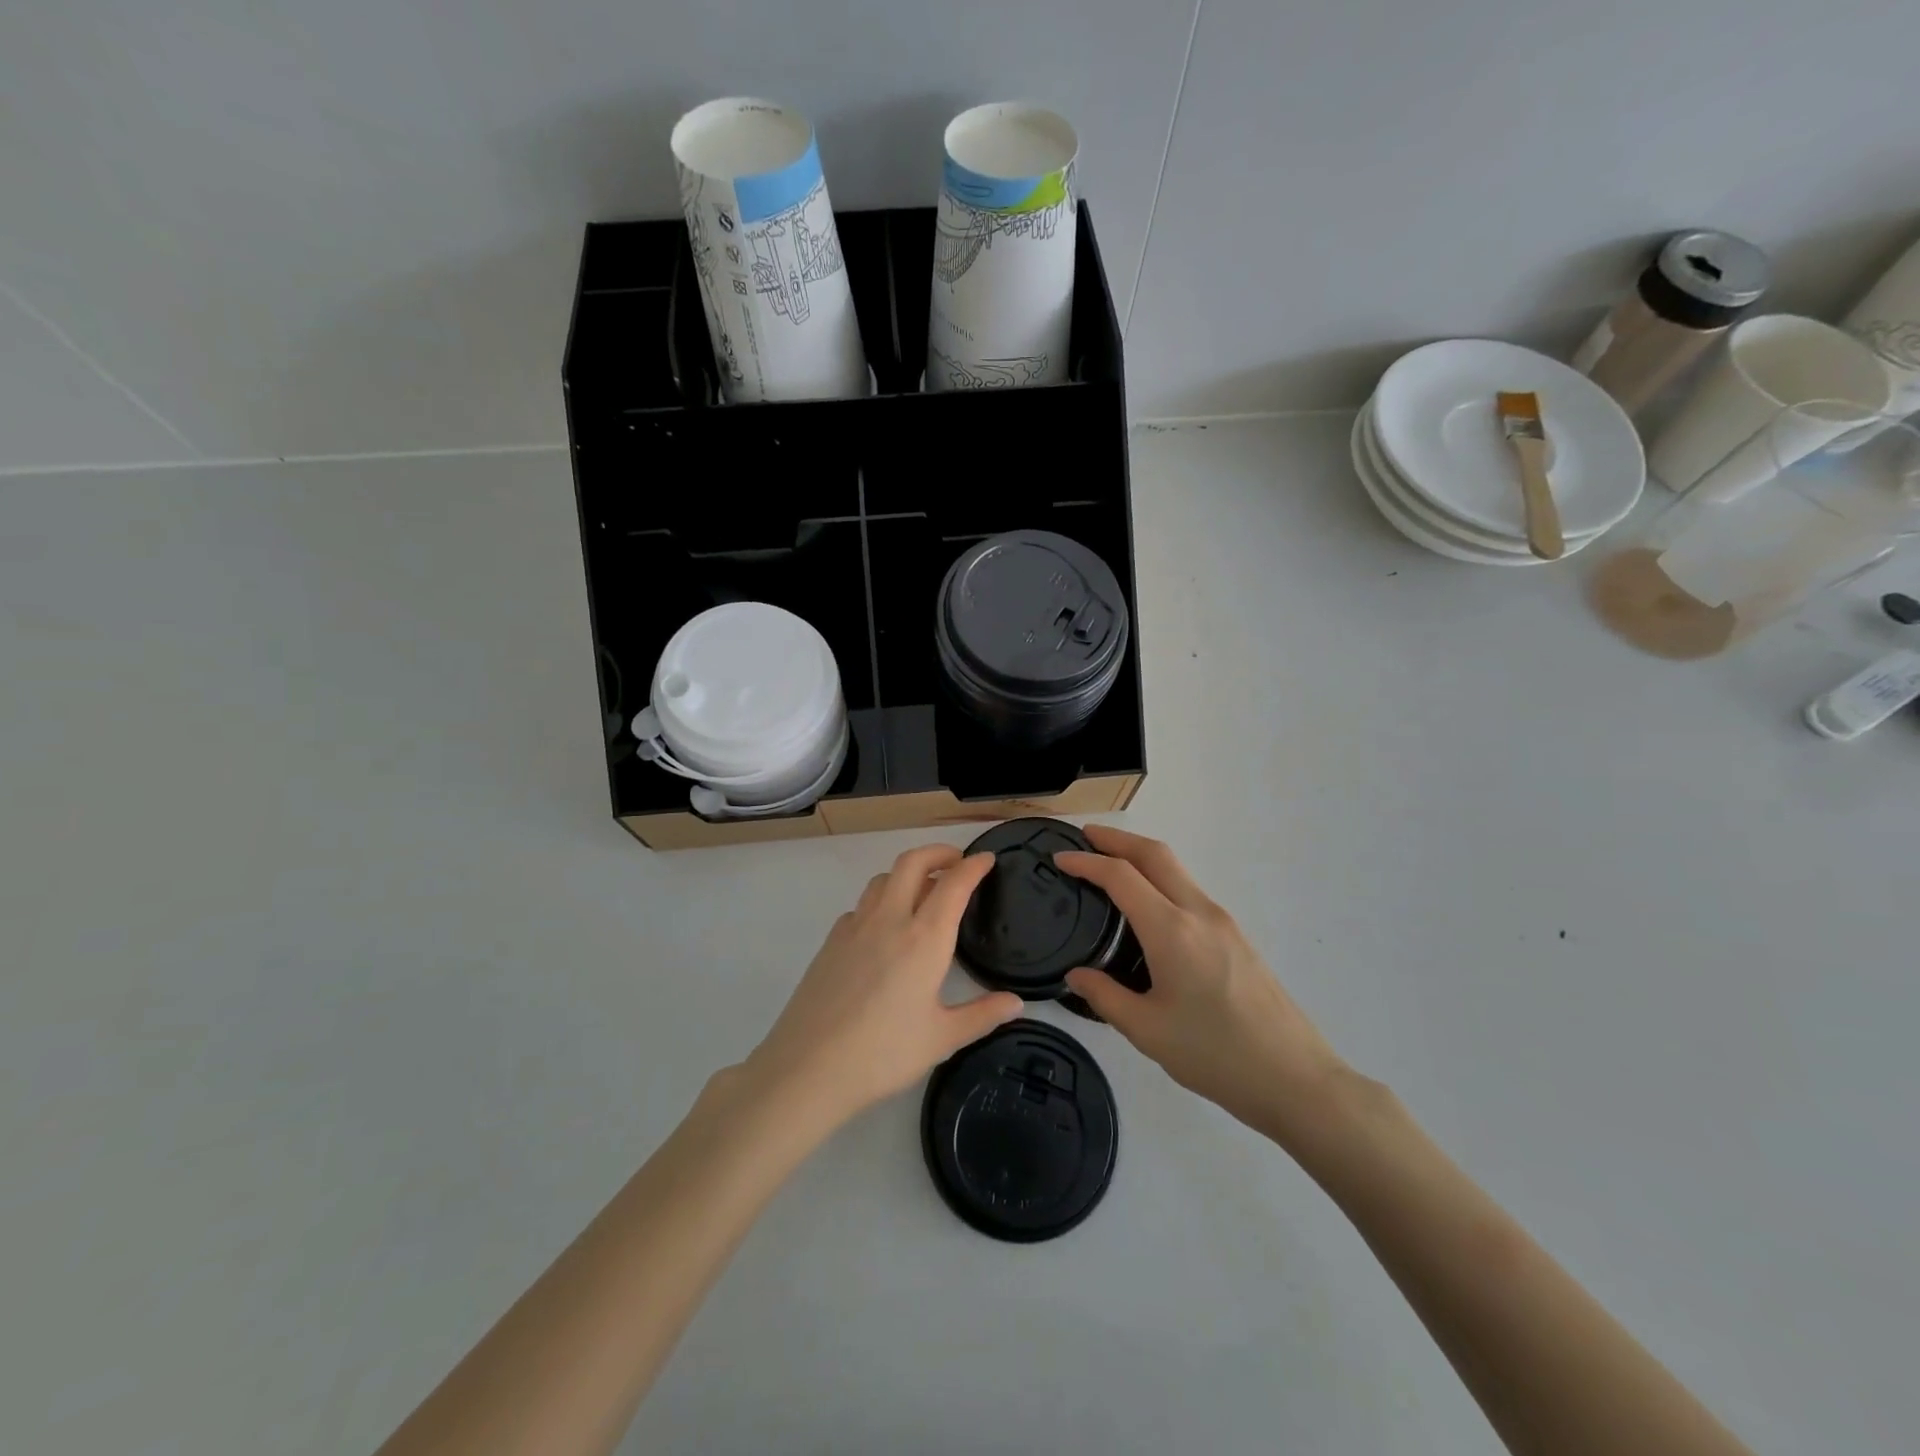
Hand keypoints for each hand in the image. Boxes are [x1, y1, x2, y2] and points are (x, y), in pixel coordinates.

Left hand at [745, 845, 1023, 1129]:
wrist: (808, 1067)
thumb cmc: (883, 1053)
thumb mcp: (942, 1039)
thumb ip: (982, 1015)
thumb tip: (1016, 1003)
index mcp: (924, 939)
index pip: (953, 885)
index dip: (973, 866)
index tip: (987, 859)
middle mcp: (889, 920)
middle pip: (912, 862)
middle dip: (938, 852)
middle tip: (956, 862)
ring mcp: (854, 927)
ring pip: (883, 879)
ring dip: (907, 873)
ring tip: (923, 891)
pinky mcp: (831, 941)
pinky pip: (861, 905)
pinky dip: (881, 901)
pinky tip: (884, 929)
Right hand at [1056, 826, 1347, 1141]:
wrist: (1296, 1079)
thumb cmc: (1216, 1055)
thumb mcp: (1147, 1031)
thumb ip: (1104, 996)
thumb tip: (1076, 976)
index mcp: (1172, 930)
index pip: (1121, 876)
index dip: (1087, 862)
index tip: (1059, 859)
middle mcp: (1199, 912)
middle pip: (1155, 854)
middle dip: (1117, 838)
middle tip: (1084, 838)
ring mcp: (1224, 922)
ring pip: (1177, 870)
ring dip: (1141, 857)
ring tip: (1110, 867)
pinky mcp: (1237, 936)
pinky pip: (1190, 891)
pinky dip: (1161, 880)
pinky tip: (1148, 907)